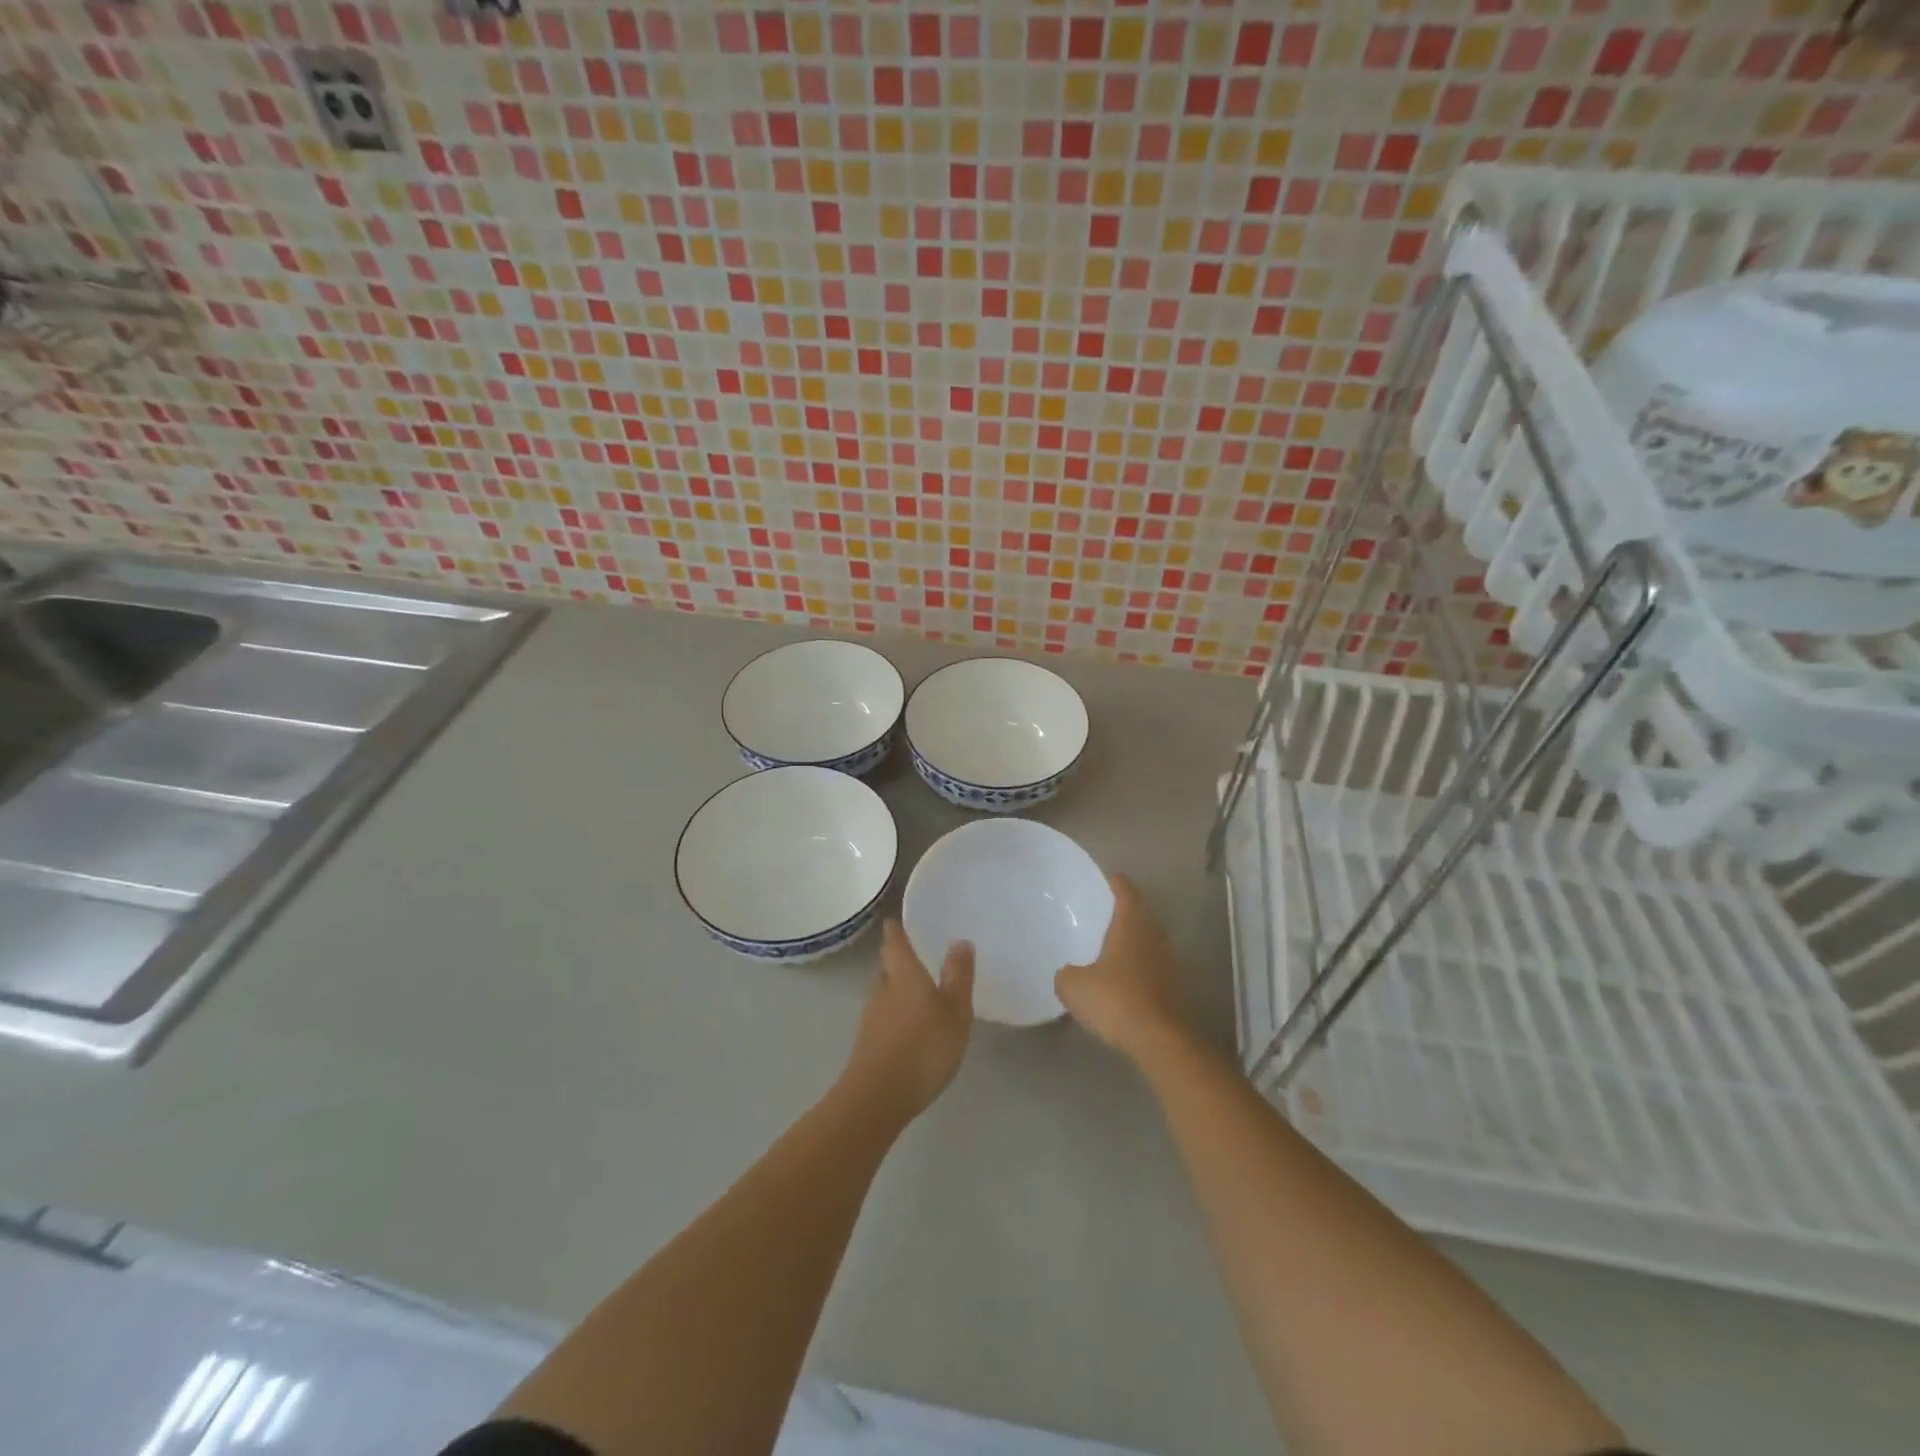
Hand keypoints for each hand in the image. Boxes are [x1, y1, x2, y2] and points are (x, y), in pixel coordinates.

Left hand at [842, 920, 974, 1122]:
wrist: (878, 1098)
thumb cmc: (922, 1046)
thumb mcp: (954, 1011)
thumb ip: (958, 976)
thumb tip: (959, 940)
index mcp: (902, 974)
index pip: (894, 942)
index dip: (895, 929)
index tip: (898, 919)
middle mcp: (882, 989)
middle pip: (888, 967)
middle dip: (901, 962)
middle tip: (922, 958)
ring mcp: (871, 1018)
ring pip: (886, 993)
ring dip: (900, 990)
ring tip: (922, 994)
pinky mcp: (868, 1044)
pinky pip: (885, 1018)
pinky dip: (898, 1015)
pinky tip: (913, 1028)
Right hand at [1056, 874, 1188, 1064]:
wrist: (1158, 1039)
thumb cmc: (1115, 1000)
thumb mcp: (1073, 986)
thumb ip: (1066, 974)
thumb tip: (1068, 973)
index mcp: (1130, 926)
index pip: (1126, 893)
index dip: (1117, 884)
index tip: (1111, 877)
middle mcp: (1153, 937)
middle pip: (1141, 915)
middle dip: (1127, 912)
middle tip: (1107, 911)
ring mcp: (1167, 962)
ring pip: (1149, 941)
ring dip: (1135, 940)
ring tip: (1114, 945)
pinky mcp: (1174, 988)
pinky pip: (1153, 966)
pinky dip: (1140, 966)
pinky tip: (1125, 979)